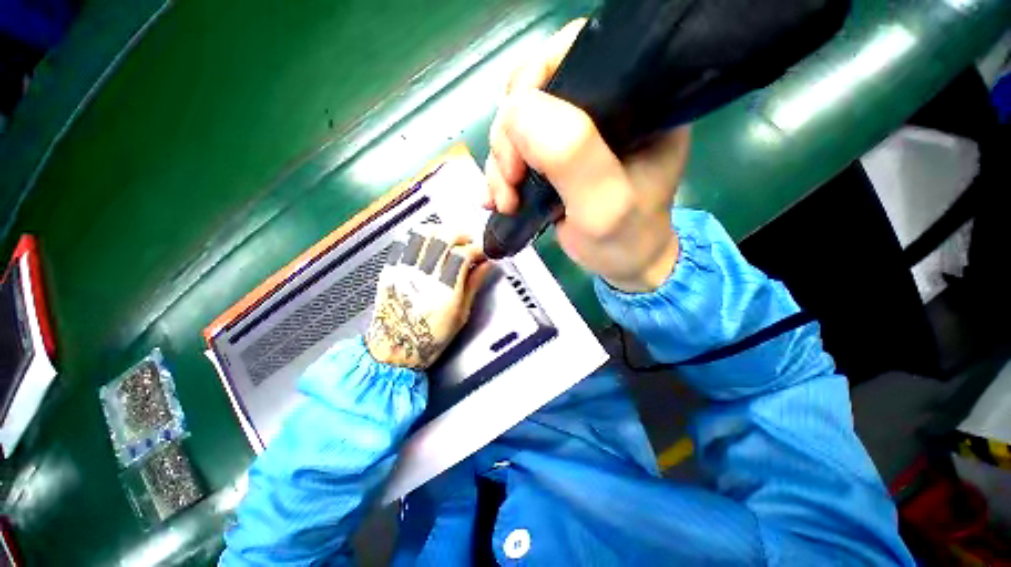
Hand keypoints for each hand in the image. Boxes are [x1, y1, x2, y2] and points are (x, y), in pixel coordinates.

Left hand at [367, 230, 490, 369]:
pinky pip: (406, 241)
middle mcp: (424, 276)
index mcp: (445, 291)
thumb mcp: (461, 315)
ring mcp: (405, 270)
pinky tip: (429, 243)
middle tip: (469, 243)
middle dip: (462, 235)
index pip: (463, 254)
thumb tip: (486, 265)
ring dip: (441, 230)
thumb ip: (473, 285)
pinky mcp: (391, 269)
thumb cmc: (430, 337)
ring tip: (449, 239)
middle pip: (444, 237)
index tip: (483, 252)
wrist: (395, 348)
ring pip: (423, 233)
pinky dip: (421, 236)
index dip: (478, 248)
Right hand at [484, 19, 690, 292]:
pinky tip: (497, 199)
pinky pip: (515, 151)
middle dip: (510, 136)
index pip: (579, 53)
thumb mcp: (605, 205)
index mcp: (634, 100)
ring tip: (506, 200)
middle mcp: (603, 108)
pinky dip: (499, 174)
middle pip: (536, 90)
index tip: (517, 132)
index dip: (537, 79)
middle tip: (510, 181)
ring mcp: (575, 135)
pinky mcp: (555, 159)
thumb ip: (571, 156)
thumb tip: (517, 112)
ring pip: (517, 125)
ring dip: (500, 163)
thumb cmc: (624, 240)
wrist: (621, 265)